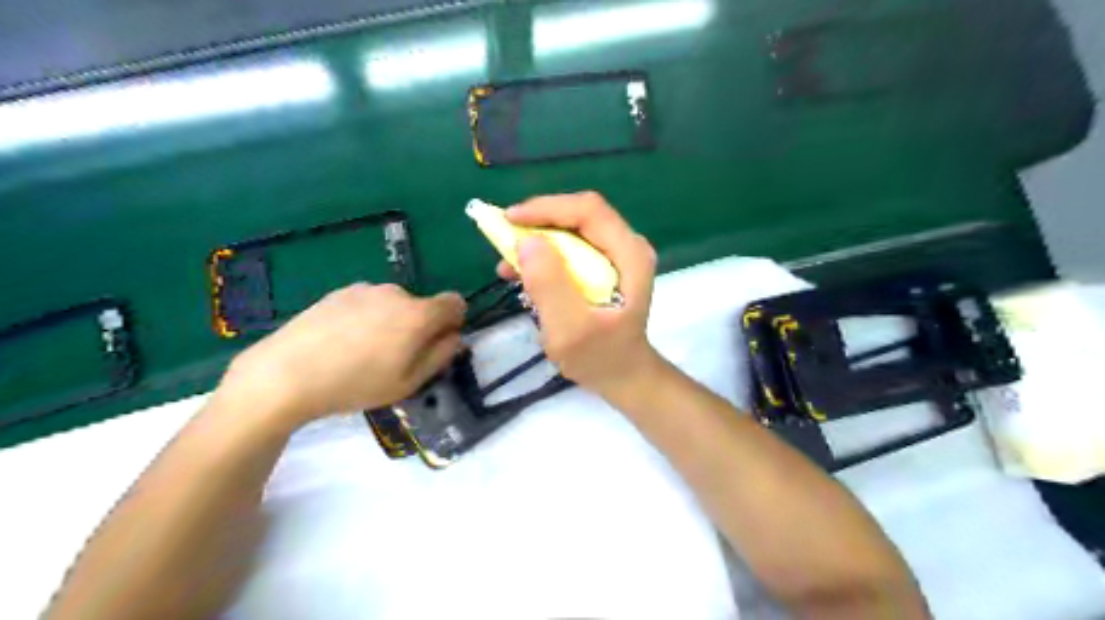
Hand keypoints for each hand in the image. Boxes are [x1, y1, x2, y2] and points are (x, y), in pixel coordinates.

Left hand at [222, 283, 465, 423]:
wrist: (285, 374)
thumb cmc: (355, 384)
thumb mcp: (409, 382)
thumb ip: (440, 356)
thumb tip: (454, 337)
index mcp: (419, 314)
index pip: (455, 303)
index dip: (452, 322)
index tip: (436, 345)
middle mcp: (396, 293)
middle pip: (421, 306)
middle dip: (417, 327)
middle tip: (393, 358)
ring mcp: (365, 289)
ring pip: (393, 304)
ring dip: (390, 321)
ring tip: (362, 351)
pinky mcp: (339, 292)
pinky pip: (367, 303)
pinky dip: (365, 317)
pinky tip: (341, 342)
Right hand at [501, 192, 662, 399]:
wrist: (622, 376)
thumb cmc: (599, 357)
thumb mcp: (569, 329)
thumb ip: (550, 285)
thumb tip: (527, 242)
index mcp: (630, 255)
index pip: (588, 211)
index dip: (547, 208)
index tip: (510, 219)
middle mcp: (627, 246)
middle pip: (579, 215)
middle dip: (538, 222)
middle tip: (504, 236)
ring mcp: (616, 255)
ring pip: (571, 230)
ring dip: (537, 239)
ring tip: (508, 262)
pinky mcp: (603, 266)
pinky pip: (570, 248)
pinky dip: (544, 255)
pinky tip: (521, 272)